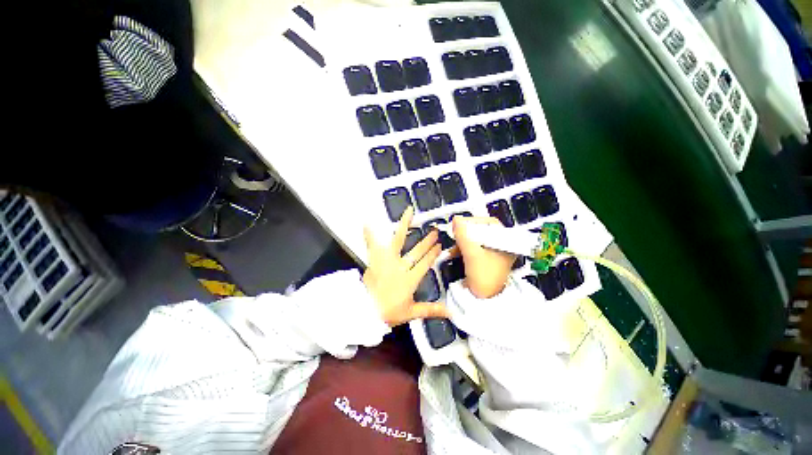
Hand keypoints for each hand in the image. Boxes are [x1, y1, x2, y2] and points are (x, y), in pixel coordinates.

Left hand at [363, 207, 449, 326]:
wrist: (365, 311)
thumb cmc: (387, 312)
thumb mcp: (411, 312)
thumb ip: (431, 310)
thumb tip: (450, 313)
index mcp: (409, 279)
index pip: (424, 264)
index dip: (432, 254)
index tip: (439, 246)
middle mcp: (400, 267)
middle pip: (416, 251)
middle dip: (426, 241)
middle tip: (434, 231)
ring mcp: (387, 261)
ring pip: (398, 240)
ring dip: (405, 226)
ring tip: (409, 212)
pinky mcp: (375, 260)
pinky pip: (372, 244)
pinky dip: (370, 233)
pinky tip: (367, 221)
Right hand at [451, 216, 516, 298]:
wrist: (485, 301)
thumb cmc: (484, 277)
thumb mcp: (472, 254)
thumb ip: (463, 235)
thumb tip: (455, 219)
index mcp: (505, 242)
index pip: (489, 223)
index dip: (473, 221)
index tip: (459, 224)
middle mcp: (500, 244)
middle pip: (481, 230)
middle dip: (466, 232)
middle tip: (455, 233)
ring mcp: (492, 252)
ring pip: (475, 239)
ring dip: (462, 241)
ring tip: (454, 245)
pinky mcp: (484, 259)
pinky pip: (473, 247)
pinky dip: (463, 248)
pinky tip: (454, 252)